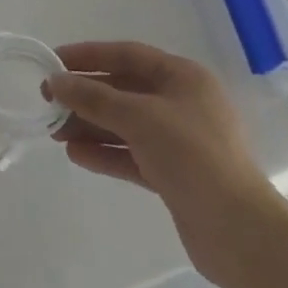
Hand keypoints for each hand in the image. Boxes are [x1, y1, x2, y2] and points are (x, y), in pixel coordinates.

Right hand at [47, 41, 287, 280]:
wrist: (239, 232)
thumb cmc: (192, 156)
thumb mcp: (139, 117)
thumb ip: (94, 97)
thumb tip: (56, 82)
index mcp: (183, 77)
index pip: (127, 55)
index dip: (88, 55)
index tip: (53, 61)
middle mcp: (182, 103)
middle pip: (124, 90)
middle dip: (86, 96)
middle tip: (48, 102)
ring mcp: (180, 141)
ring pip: (125, 124)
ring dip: (90, 126)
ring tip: (55, 132)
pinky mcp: (175, 174)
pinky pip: (132, 154)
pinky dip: (105, 152)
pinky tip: (76, 155)